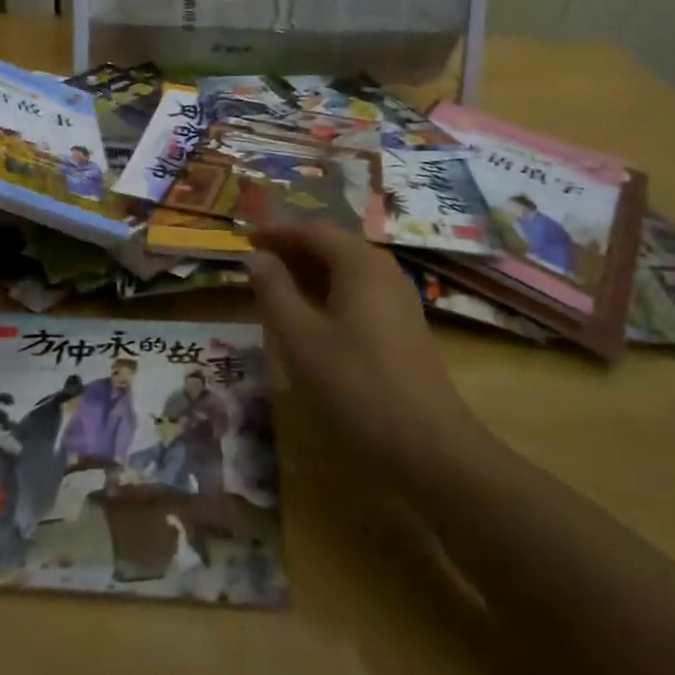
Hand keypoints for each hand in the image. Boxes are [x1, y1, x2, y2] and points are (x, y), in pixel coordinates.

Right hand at [247, 223, 480, 478]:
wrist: (428, 444)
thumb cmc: (355, 384)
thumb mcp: (299, 337)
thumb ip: (274, 291)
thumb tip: (259, 258)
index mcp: (359, 263)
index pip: (313, 231)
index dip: (277, 233)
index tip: (246, 240)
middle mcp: (383, 270)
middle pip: (333, 246)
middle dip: (293, 251)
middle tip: (258, 264)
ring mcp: (399, 299)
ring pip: (347, 271)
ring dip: (311, 274)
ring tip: (277, 289)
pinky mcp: (404, 326)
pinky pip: (360, 293)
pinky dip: (330, 294)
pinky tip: (312, 319)